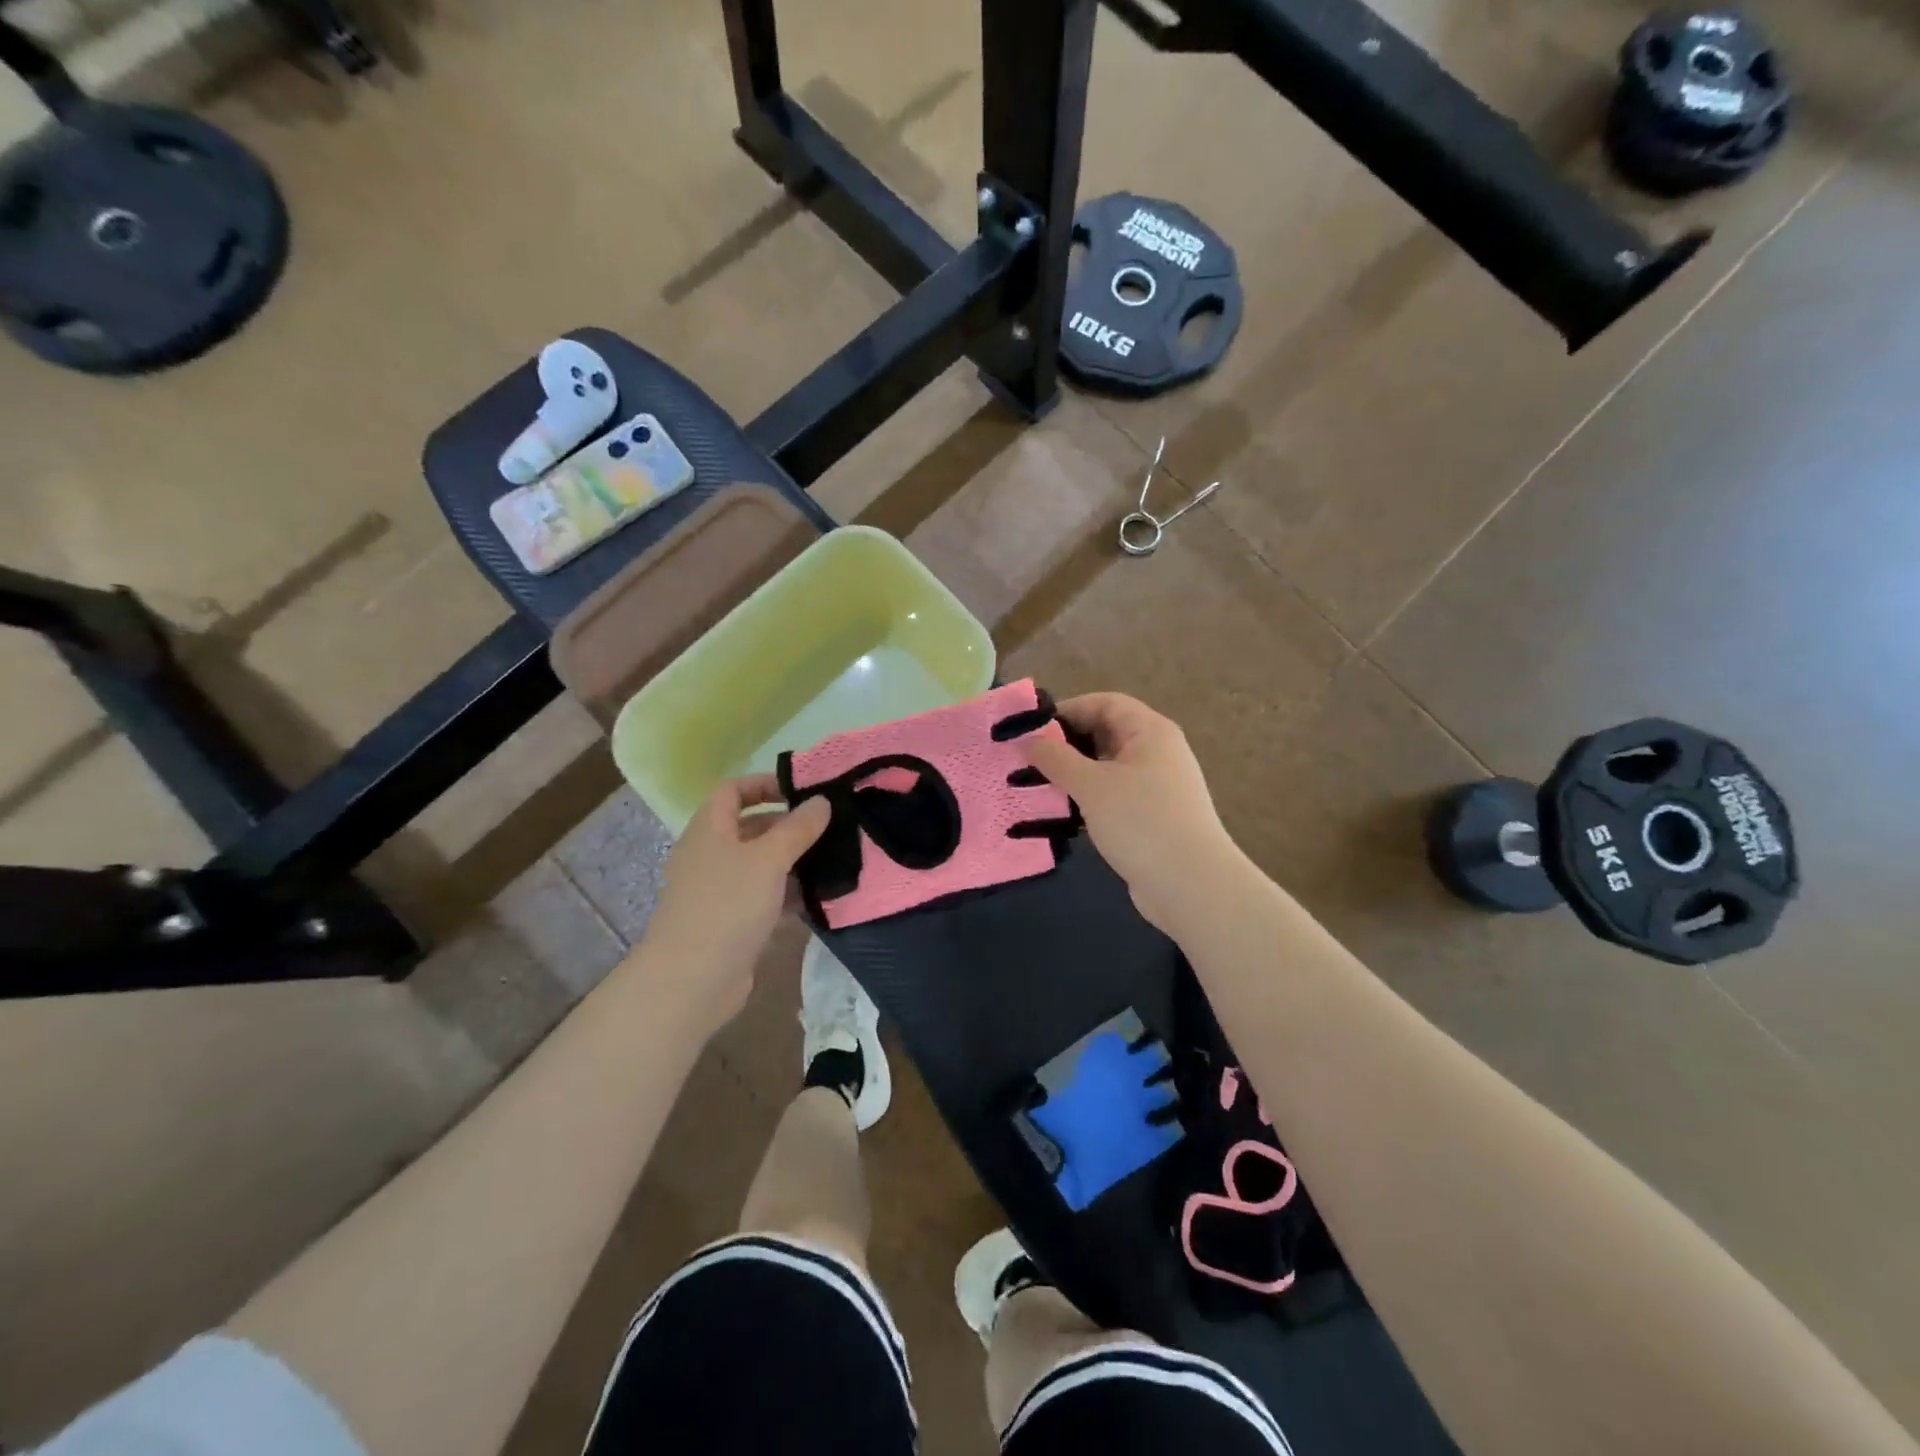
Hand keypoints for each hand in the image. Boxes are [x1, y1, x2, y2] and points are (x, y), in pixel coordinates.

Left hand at [638, 776, 830, 1034]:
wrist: (692, 981)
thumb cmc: (727, 905)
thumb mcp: (769, 859)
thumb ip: (798, 827)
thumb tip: (821, 800)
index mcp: (710, 830)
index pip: (733, 790)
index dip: (765, 784)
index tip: (803, 792)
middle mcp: (711, 855)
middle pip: (750, 827)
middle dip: (789, 826)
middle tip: (830, 828)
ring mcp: (719, 891)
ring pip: (760, 866)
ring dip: (793, 863)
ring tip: (834, 861)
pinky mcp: (731, 924)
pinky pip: (763, 899)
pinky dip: (787, 896)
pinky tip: (819, 900)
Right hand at [1024, 693, 1241, 935]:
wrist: (1192, 885)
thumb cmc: (1141, 822)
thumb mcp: (1091, 785)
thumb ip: (1056, 758)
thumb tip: (1029, 741)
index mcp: (1149, 731)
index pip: (1104, 703)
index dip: (1067, 710)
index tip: (1031, 730)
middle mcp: (1157, 752)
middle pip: (1106, 733)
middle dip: (1066, 744)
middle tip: (1027, 761)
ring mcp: (1157, 786)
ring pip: (1107, 768)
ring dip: (1074, 774)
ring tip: (1037, 787)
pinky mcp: (1152, 817)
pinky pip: (1114, 795)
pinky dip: (1088, 799)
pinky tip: (1062, 814)